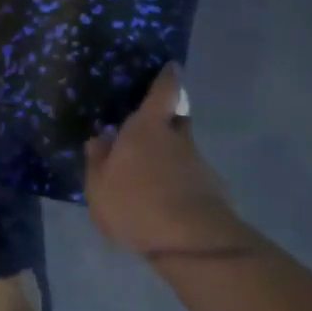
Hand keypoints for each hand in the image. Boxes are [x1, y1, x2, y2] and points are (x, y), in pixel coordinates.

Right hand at [84, 66, 245, 256]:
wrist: (190, 242)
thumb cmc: (135, 204)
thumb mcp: (99, 187)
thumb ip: (98, 161)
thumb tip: (100, 139)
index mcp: (147, 128)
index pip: (163, 91)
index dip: (167, 78)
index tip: (171, 68)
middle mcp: (178, 138)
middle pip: (177, 119)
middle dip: (167, 121)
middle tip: (150, 131)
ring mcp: (199, 164)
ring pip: (183, 152)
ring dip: (171, 159)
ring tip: (151, 181)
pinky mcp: (213, 191)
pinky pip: (192, 179)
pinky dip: (181, 185)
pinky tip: (167, 206)